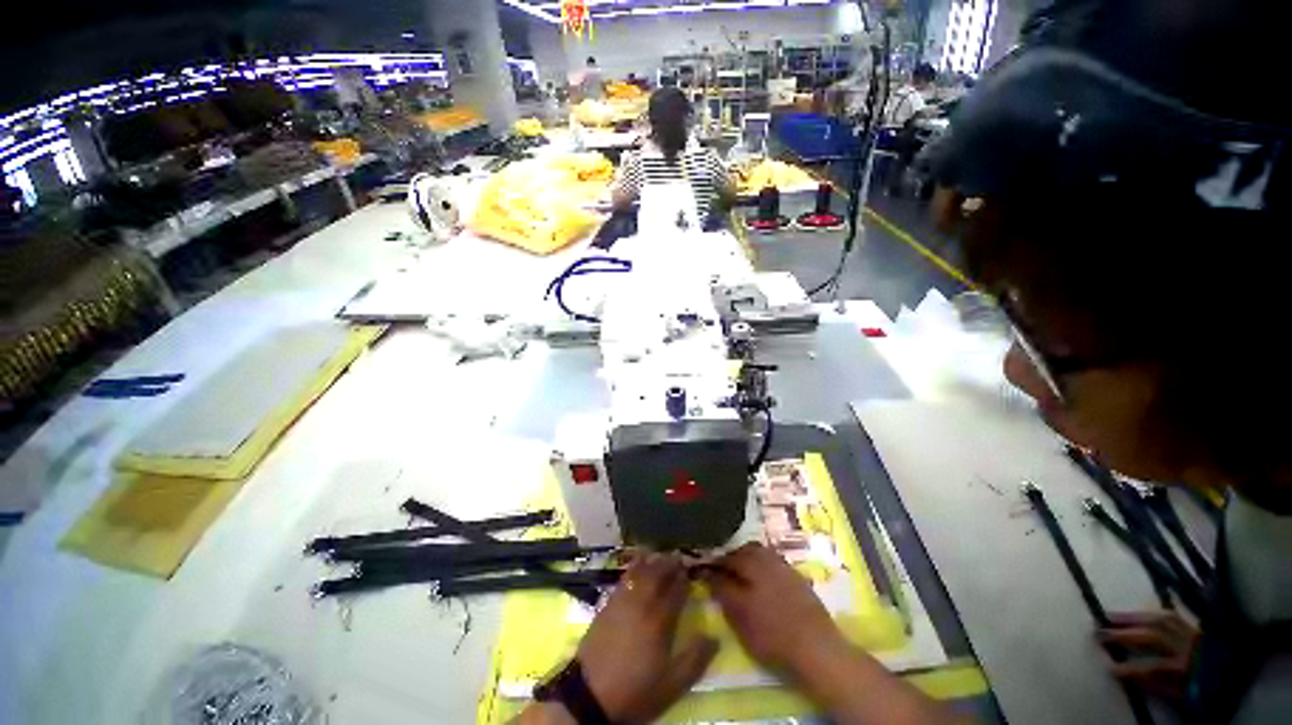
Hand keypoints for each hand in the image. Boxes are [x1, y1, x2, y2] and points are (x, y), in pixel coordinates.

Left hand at [577, 553, 718, 722]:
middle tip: (678, 556)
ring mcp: (623, 602)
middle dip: (669, 564)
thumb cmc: (635, 690)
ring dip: (652, 562)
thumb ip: (695, 659)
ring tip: (660, 554)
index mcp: (659, 622)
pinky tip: (637, 563)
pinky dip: (633, 567)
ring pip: (640, 573)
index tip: (690, 569)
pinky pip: (624, 578)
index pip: (675, 592)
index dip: (683, 579)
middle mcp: (642, 604)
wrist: (590, 694)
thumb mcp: (671, 685)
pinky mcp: (608, 604)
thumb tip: (715, 636)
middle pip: (657, 576)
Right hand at [702, 543, 844, 676]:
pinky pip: (773, 564)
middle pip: (744, 550)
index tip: (701, 570)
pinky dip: (763, 568)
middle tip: (722, 573)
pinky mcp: (798, 579)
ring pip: (760, 554)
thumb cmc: (772, 633)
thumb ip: (721, 588)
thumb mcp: (739, 614)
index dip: (712, 563)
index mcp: (751, 561)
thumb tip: (706, 571)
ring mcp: (785, 566)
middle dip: (731, 558)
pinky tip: (762, 584)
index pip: (725, 557)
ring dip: (748, 561)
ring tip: (741, 578)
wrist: (817, 648)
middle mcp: (768, 557)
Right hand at [1098, 610, 1199, 703]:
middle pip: (1153, 636)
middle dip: (1124, 633)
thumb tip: (1128, 674)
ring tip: (1110, 617)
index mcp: (1186, 669)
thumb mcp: (1184, 696)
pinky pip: (1175, 615)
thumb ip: (1159, 686)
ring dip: (1133, 618)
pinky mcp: (1198, 627)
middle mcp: (1188, 647)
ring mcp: (1194, 634)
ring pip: (1161, 620)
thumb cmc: (1206, 691)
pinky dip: (1154, 612)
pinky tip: (1141, 611)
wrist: (1237, 679)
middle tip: (1097, 630)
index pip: (1152, 667)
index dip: (1129, 668)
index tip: (1108, 667)